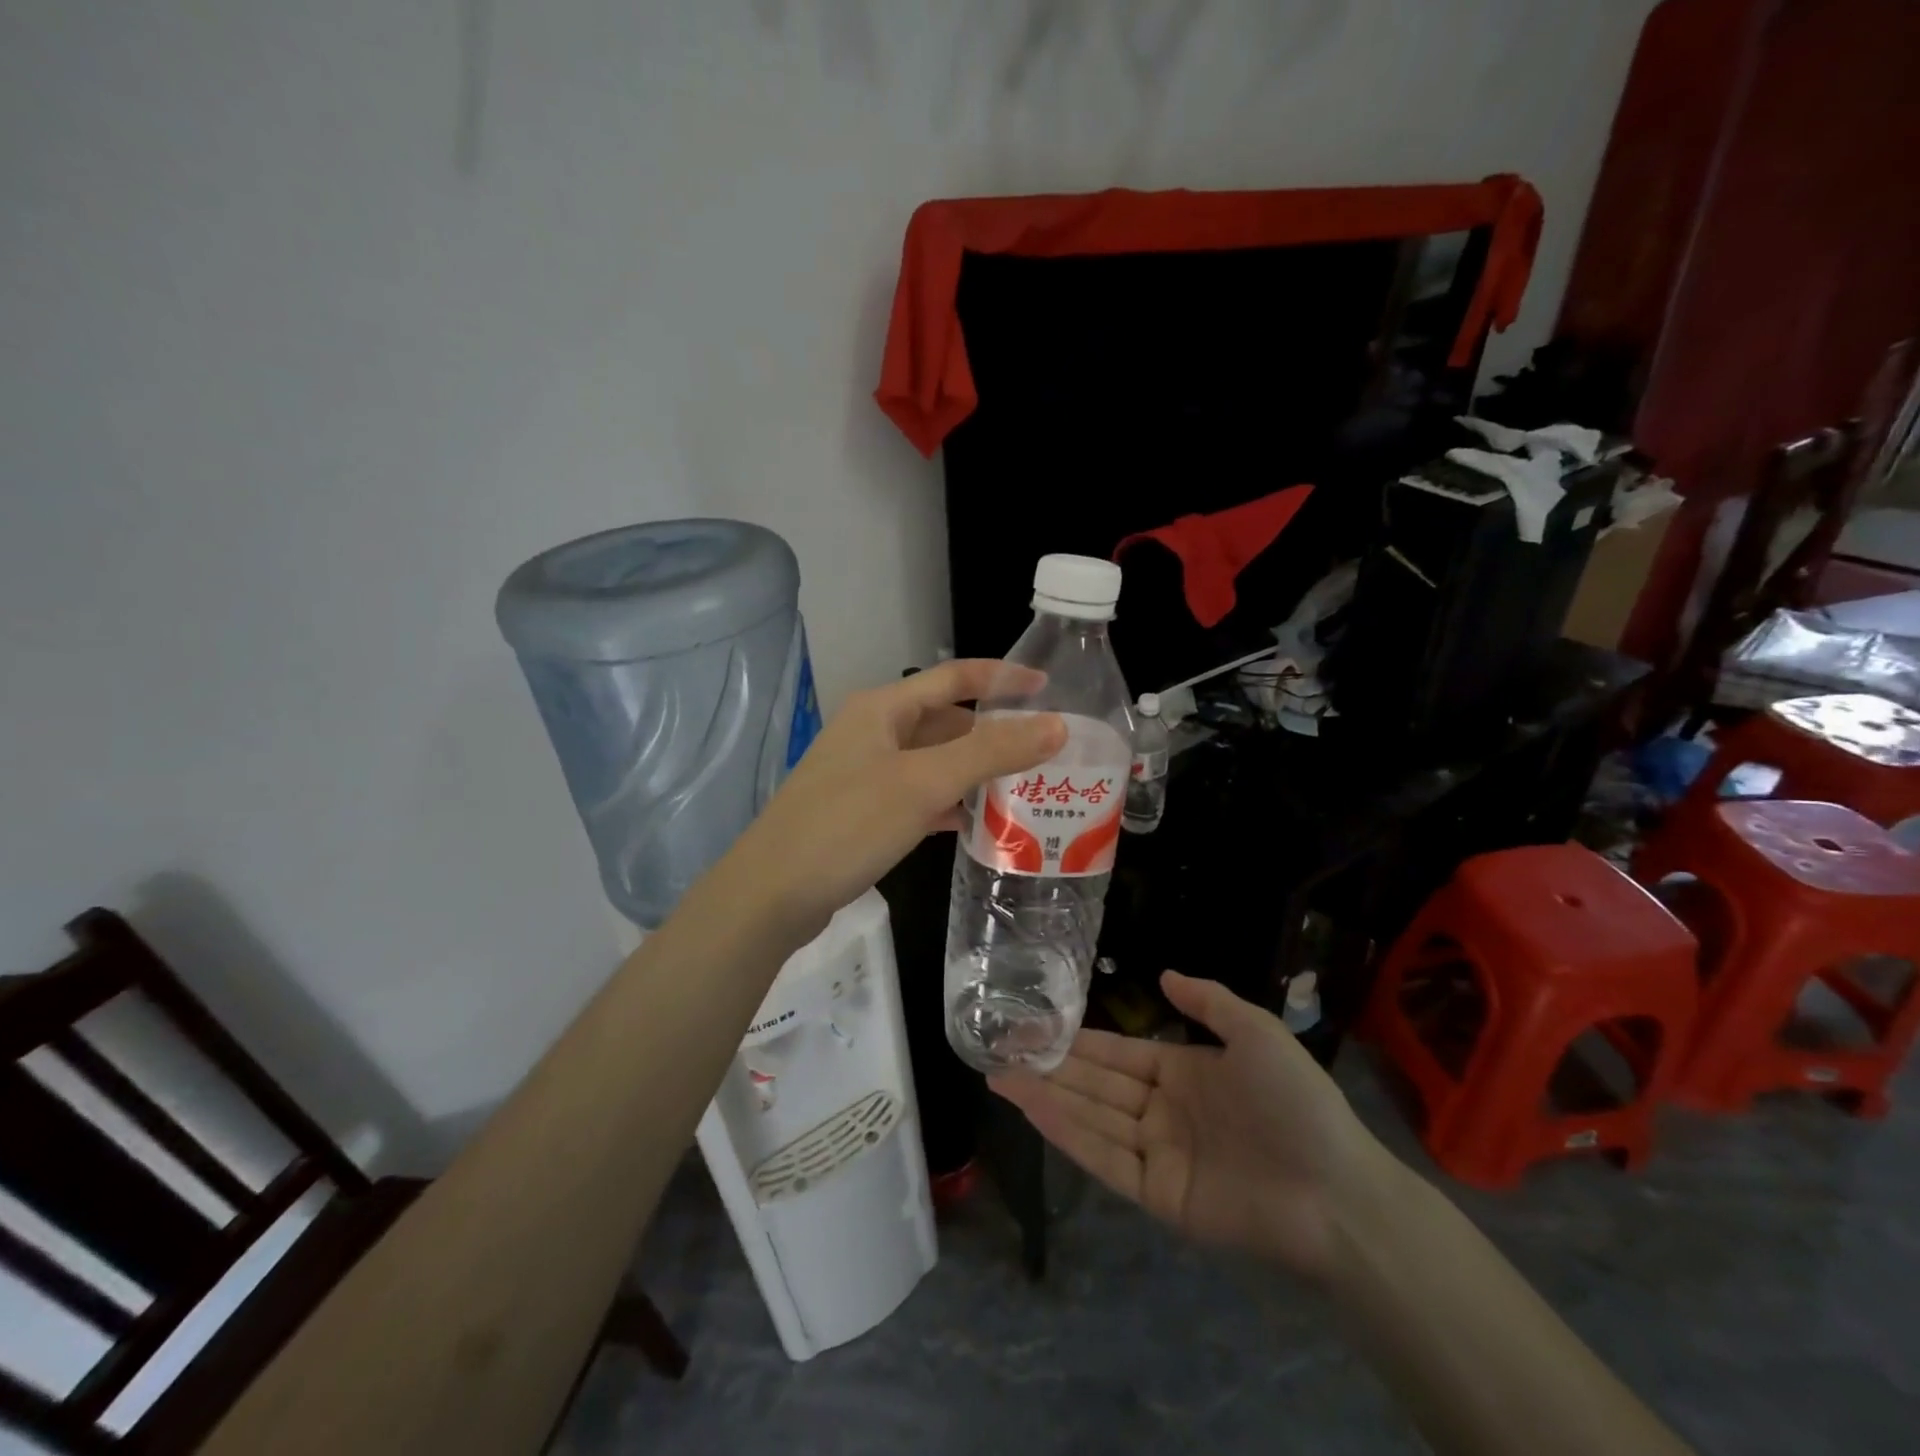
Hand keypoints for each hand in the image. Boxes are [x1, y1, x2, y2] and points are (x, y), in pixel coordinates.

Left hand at [722, 659, 1062, 942]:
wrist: (772, 893)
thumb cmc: (848, 824)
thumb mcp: (924, 783)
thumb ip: (991, 752)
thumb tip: (1057, 725)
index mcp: (883, 708)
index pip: (953, 677)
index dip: (1002, 678)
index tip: (1049, 688)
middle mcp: (873, 732)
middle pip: (945, 721)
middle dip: (993, 733)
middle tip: (1044, 751)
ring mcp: (865, 773)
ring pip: (933, 761)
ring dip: (974, 771)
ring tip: (1024, 787)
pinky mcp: (862, 811)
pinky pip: (918, 795)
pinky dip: (948, 803)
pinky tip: (976, 823)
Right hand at [990, 971, 1402, 1282]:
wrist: (1336, 1191)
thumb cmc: (1295, 1102)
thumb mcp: (1256, 1032)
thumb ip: (1208, 1001)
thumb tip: (1163, 973)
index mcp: (1184, 1072)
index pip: (1119, 1054)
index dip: (1078, 1041)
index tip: (1036, 1026)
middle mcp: (1163, 1110)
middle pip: (1096, 1085)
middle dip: (1049, 1066)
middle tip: (999, 1049)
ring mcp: (1158, 1153)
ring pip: (1091, 1117)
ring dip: (1046, 1097)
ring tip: (1000, 1076)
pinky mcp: (1157, 1194)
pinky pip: (1105, 1157)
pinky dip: (1068, 1134)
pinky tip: (1035, 1109)